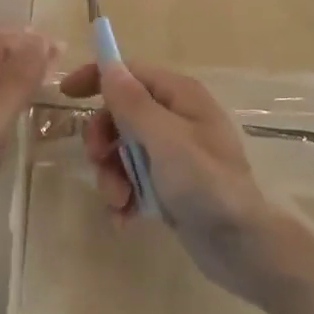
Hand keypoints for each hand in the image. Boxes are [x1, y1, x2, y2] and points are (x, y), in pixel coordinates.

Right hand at [58, 60, 312, 306]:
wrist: (247, 247)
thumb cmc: (208, 184)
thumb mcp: (165, 140)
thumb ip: (133, 104)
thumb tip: (109, 66)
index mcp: (180, 97)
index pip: (130, 73)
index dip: (97, 78)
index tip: (66, 95)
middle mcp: (176, 119)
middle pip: (121, 114)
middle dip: (104, 140)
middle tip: (100, 161)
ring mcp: (173, 156)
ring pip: (123, 152)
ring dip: (112, 175)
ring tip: (119, 201)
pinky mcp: (171, 187)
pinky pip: (133, 182)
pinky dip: (124, 197)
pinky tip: (125, 219)